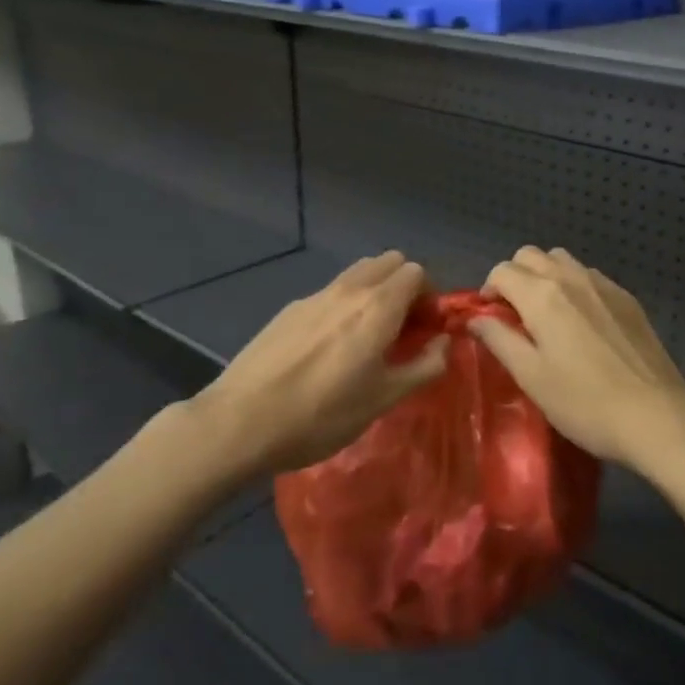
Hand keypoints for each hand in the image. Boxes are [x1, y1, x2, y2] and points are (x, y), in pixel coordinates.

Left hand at [200, 252, 446, 475]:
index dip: (428, 297)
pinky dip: (344, 305)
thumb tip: (443, 344)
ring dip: (374, 292)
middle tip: (401, 327)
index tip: (424, 330)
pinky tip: (328, 349)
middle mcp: (349, 289)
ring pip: (358, 273)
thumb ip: (424, 366)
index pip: (416, 272)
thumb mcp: (384, 399)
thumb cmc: (321, 414)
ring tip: (367, 336)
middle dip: (404, 286)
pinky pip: (330, 293)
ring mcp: (315, 295)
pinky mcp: (289, 309)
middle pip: (388, 262)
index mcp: (378, 306)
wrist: (241, 422)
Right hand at [471, 247, 684, 471]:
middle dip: (515, 276)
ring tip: (547, 315)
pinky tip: (582, 322)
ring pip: (562, 260)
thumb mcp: (531, 377)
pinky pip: (590, 276)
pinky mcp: (627, 298)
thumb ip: (500, 340)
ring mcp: (604, 284)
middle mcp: (571, 277)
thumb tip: (476, 318)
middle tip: (514, 314)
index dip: (488, 290)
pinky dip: (574, 286)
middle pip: (531, 255)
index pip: (502, 271)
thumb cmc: (583, 402)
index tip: (490, 318)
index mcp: (542, 294)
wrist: (655, 414)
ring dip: (545, 276)